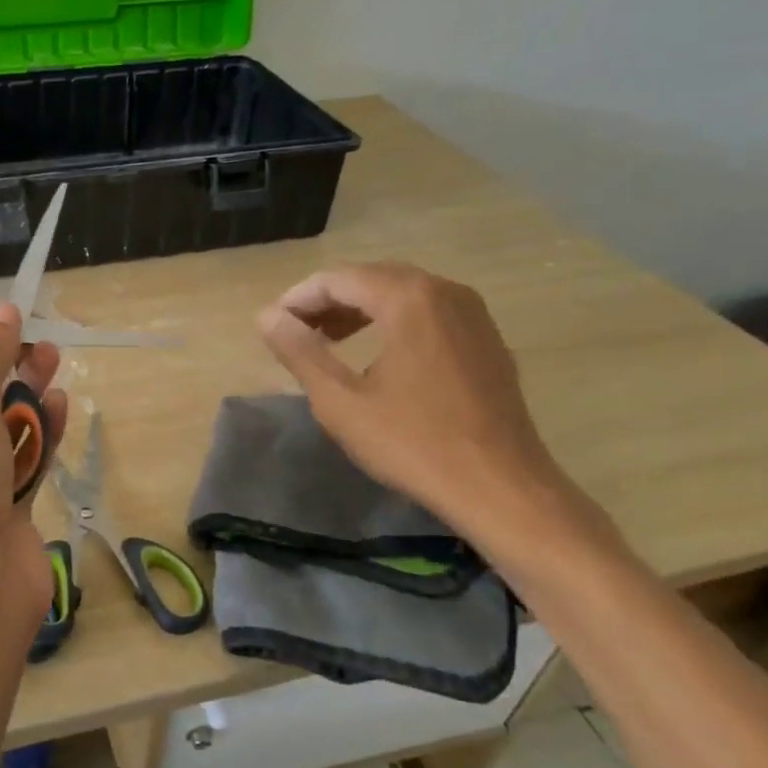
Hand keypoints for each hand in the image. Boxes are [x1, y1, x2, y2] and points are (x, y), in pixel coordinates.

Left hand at [0, 304, 68, 637]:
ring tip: (53, 365)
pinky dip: (40, 437)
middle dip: (4, 375)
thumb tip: (3, 312)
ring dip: (26, 402)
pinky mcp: (6, 517)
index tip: (6, 324)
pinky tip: (60, 406)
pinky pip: (23, 466)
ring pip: (0, 438)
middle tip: (39, 346)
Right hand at [256, 263, 570, 545]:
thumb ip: (300, 351)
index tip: (272, 326)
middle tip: (295, 332)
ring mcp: (473, 315)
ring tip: (328, 341)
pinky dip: (393, 323)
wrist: (501, 488)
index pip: (339, 279)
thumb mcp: (340, 401)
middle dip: (329, 301)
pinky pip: (429, 315)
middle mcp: (446, 292)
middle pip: (373, 279)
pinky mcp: (487, 341)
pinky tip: (377, 356)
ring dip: (360, 311)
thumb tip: (266, 316)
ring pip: (403, 295)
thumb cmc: (413, 442)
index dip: (299, 298)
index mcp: (409, 298)